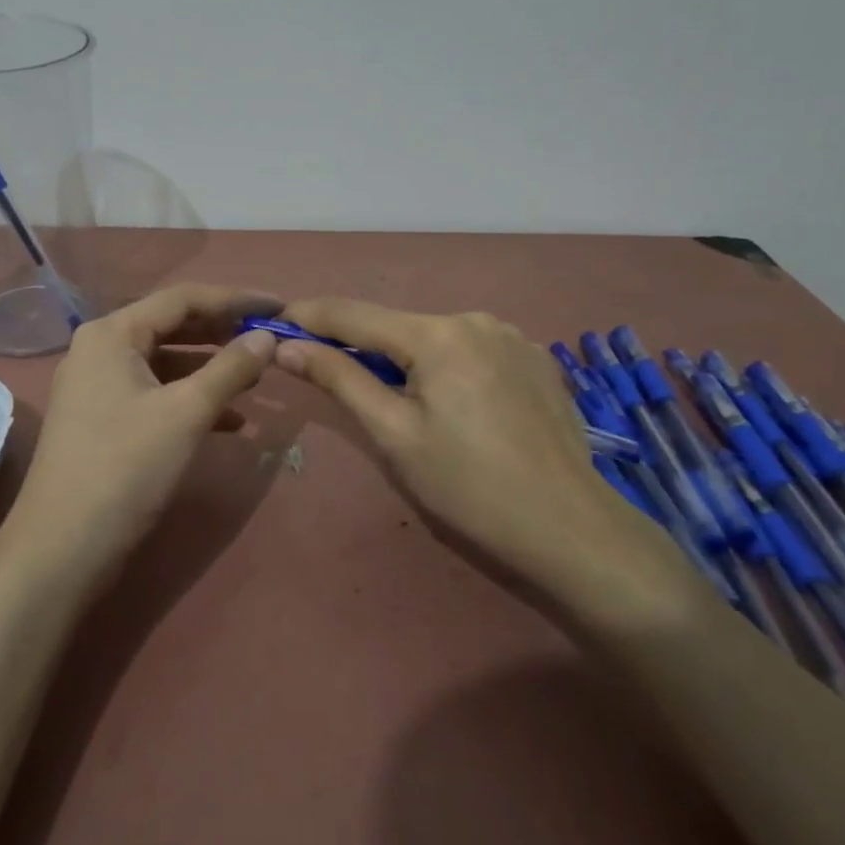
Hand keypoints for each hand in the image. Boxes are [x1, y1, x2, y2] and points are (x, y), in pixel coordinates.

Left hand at [10, 283, 280, 580]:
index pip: (182, 299)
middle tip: (269, 339)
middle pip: (172, 327)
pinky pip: (155, 394)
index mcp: (112, 334)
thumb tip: (266, 336)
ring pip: (165, 363)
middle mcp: (100, 350)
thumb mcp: (186, 413)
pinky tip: (230, 422)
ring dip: (211, 370)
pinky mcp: (103, 421)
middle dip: (223, 334)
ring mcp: (98, 387)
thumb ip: (230, 368)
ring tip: (257, 380)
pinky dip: (191, 401)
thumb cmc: (125, 468)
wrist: (63, 548)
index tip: (280, 305)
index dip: (235, 299)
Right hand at [275, 300, 704, 630]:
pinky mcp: (536, 361)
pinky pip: (471, 352)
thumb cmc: (469, 488)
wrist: (571, 531)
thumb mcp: (394, 435)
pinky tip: (453, 407)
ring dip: (405, 359)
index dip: (309, 316)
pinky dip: (445, 367)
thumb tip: (287, 344)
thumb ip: (340, 379)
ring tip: (397, 402)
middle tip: (326, 372)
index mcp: (439, 335)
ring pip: (435, 339)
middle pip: (398, 326)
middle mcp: (477, 320)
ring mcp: (513, 337)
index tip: (273, 320)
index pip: (354, 314)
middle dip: (359, 345)